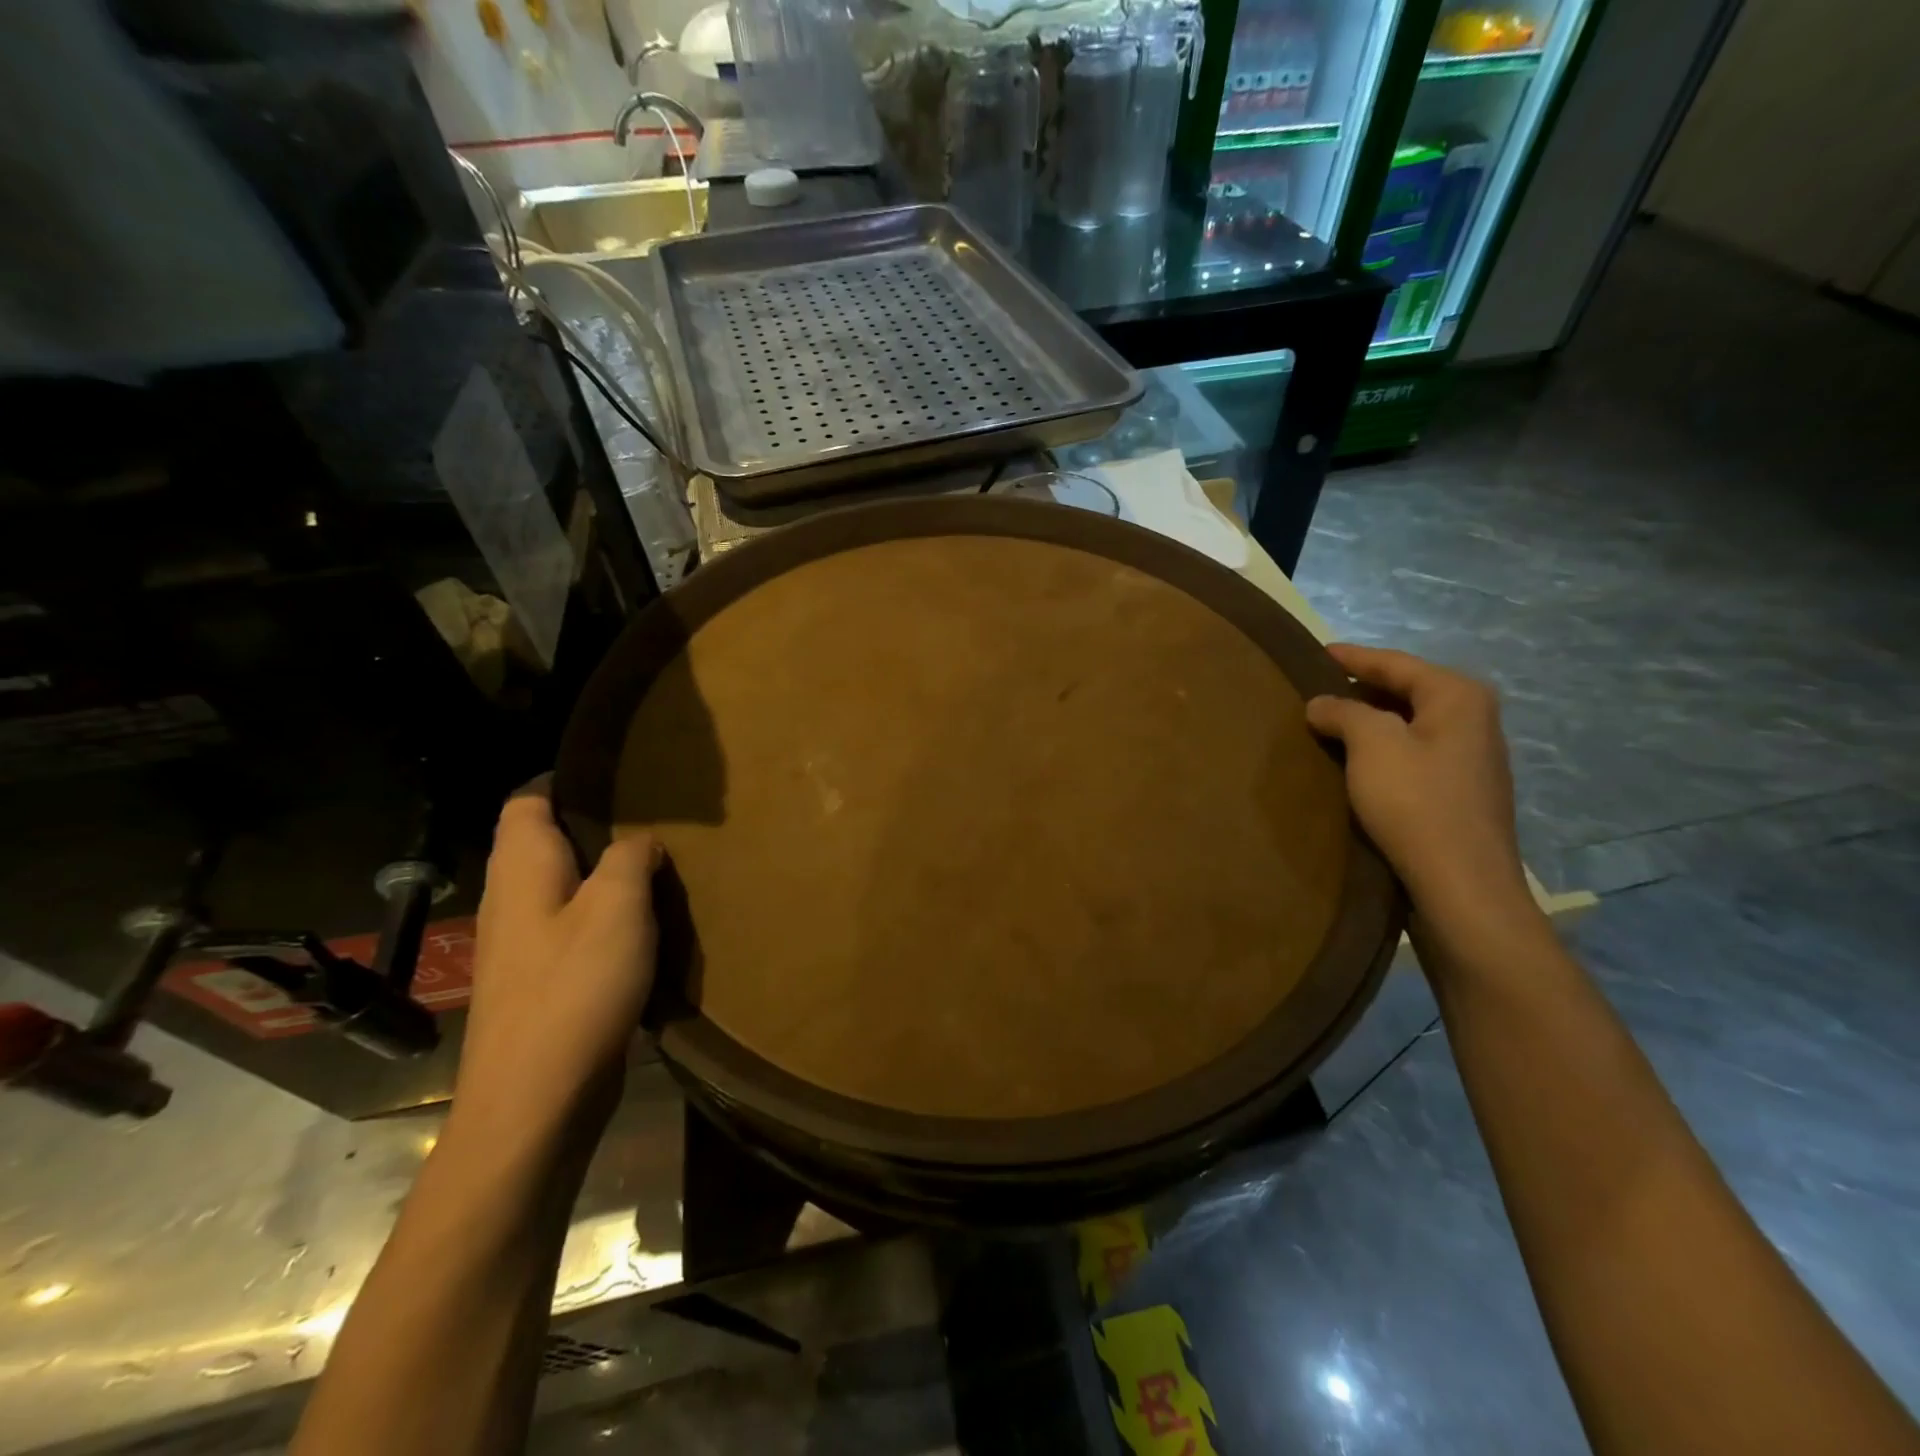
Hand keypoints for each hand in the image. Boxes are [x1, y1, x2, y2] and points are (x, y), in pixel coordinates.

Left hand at [454, 779, 660, 1137]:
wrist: (535, 1099)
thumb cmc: (575, 988)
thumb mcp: (618, 907)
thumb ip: (630, 857)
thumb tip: (640, 839)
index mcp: (522, 869)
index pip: (527, 801)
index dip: (565, 779)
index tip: (619, 773)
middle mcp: (511, 899)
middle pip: (544, 842)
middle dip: (594, 825)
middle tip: (653, 816)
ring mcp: (521, 945)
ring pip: (562, 887)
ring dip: (604, 873)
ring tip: (657, 863)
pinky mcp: (539, 982)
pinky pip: (572, 928)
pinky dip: (605, 916)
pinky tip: (643, 924)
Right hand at [1306, 645, 1535, 944]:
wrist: (1461, 884)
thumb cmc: (1416, 803)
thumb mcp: (1371, 744)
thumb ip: (1344, 712)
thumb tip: (1322, 704)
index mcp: (1458, 696)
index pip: (1395, 663)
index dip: (1353, 658)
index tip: (1315, 653)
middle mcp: (1473, 719)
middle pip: (1406, 691)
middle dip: (1361, 689)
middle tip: (1315, 690)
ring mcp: (1471, 758)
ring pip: (1408, 724)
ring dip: (1369, 722)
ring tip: (1328, 724)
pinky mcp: (1460, 792)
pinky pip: (1413, 753)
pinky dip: (1382, 749)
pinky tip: (1355, 762)